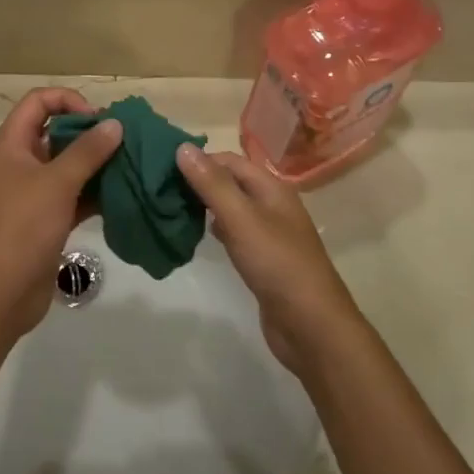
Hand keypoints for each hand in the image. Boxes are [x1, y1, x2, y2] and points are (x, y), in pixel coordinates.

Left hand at [0, 88, 122, 337]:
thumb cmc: (22, 228)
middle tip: (125, 141)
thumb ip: (88, 151)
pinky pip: (73, 195)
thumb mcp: (56, 183)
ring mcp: (32, 193)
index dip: (69, 100)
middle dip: (90, 133)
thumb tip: (115, 123)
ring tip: (131, 165)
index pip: (39, 101)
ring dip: (97, 164)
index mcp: (11, 144)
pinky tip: (123, 195)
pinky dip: (95, 192)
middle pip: (56, 131)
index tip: (99, 119)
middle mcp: (20, 162)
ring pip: (68, 165)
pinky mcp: (45, 219)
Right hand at [175, 144, 358, 373]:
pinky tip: (199, 236)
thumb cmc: (277, 264)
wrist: (311, 326)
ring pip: (232, 208)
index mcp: (272, 188)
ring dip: (205, 205)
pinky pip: (236, 233)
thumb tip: (183, 147)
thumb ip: (212, 184)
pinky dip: (217, 229)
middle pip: (231, 182)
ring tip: (173, 210)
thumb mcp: (241, 219)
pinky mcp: (264, 259)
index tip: (163, 169)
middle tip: (162, 190)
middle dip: (199, 182)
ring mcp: (270, 233)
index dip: (199, 160)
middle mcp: (273, 205)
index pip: (229, 160)